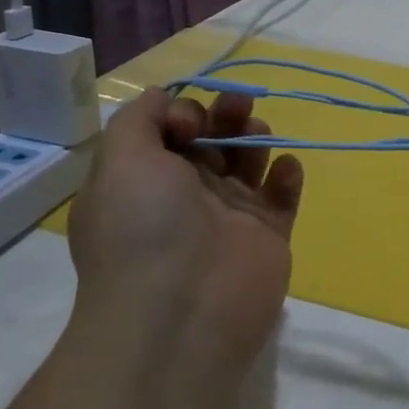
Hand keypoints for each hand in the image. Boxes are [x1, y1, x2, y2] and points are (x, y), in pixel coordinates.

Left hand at [66, 88, 302, 376]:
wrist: (183, 312)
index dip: (183, 112)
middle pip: (212, 138)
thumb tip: (164, 96)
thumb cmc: (146, 228)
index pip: (169, 130)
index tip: (188, 122)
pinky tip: (284, 169)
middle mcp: (185, 195)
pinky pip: (283, 194)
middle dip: (225, 114)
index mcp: (145, 180)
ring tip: (258, 133)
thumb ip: (138, 118)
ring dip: (255, 135)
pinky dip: (288, 174)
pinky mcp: (268, 234)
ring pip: (249, 159)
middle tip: (237, 106)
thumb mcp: (120, 160)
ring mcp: (230, 215)